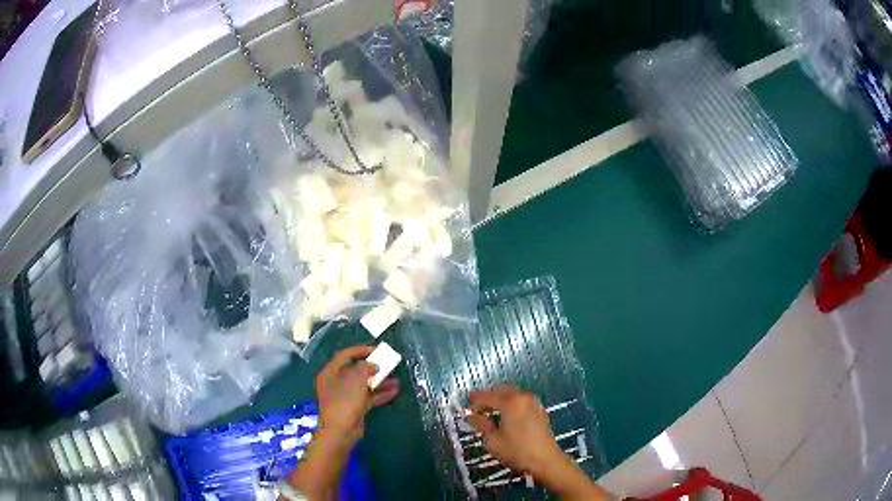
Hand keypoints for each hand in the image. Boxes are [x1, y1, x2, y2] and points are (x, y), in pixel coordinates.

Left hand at [290, 346, 399, 498]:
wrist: (341, 431)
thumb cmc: (345, 401)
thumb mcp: (356, 379)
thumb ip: (365, 367)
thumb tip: (373, 364)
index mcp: (330, 372)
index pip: (345, 355)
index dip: (361, 350)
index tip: (377, 350)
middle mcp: (336, 382)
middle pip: (355, 370)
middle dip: (373, 367)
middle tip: (388, 364)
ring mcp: (345, 396)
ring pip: (364, 385)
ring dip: (380, 382)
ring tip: (397, 379)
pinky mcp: (354, 408)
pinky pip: (368, 397)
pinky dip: (380, 394)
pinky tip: (395, 391)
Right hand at [468, 386, 611, 499]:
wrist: (545, 460)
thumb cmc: (516, 451)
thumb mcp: (493, 440)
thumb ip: (481, 424)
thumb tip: (471, 416)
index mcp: (510, 402)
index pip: (487, 397)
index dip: (475, 402)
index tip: (466, 409)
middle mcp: (522, 397)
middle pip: (501, 390)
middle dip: (487, 397)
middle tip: (476, 407)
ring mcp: (533, 402)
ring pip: (512, 393)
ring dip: (499, 399)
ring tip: (489, 411)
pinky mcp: (539, 410)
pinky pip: (521, 400)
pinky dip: (510, 403)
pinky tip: (505, 415)